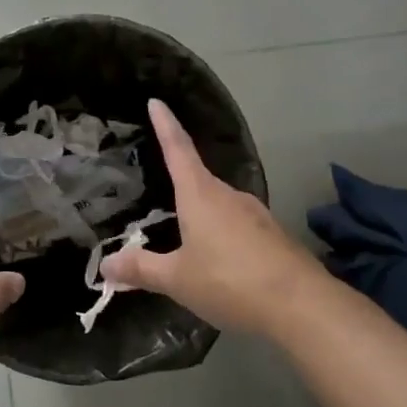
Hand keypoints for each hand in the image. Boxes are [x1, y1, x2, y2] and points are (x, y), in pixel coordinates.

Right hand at [98, 100, 318, 335]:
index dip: (165, 125)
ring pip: (219, 206)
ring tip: (185, 238)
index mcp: (201, 195)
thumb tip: (106, 263)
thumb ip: (142, 269)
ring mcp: (255, 214)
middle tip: (160, 190)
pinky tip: (218, 261)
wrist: (300, 304)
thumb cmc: (229, 281)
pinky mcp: (272, 235)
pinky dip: (221, 235)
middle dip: (179, 183)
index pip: (178, 149)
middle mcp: (229, 195)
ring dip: (201, 215)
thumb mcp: (177, 279)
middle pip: (198, 179)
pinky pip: (237, 227)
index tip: (156, 102)